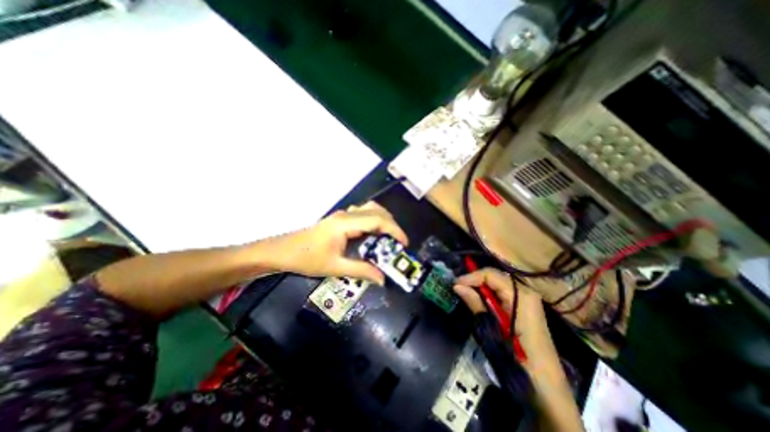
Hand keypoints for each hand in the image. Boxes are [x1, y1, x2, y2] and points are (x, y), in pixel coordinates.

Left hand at [266, 201, 407, 285]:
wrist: (282, 251)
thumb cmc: (306, 259)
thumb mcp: (335, 267)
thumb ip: (361, 271)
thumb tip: (382, 279)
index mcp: (346, 223)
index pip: (377, 220)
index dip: (394, 230)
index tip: (404, 243)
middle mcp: (347, 215)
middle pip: (377, 211)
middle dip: (392, 225)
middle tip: (398, 243)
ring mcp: (343, 215)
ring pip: (370, 209)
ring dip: (383, 220)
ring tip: (389, 238)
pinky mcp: (340, 219)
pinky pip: (363, 214)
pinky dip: (374, 221)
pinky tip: (374, 235)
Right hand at [452, 270, 549, 357]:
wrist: (546, 386)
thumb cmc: (518, 357)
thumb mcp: (493, 329)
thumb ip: (476, 303)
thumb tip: (457, 286)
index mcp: (521, 295)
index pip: (491, 274)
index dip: (471, 277)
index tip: (455, 284)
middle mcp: (526, 291)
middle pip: (495, 276)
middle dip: (475, 279)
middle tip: (458, 287)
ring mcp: (527, 299)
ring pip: (498, 283)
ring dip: (481, 285)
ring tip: (465, 291)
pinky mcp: (525, 307)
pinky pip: (503, 292)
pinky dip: (489, 293)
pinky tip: (480, 298)